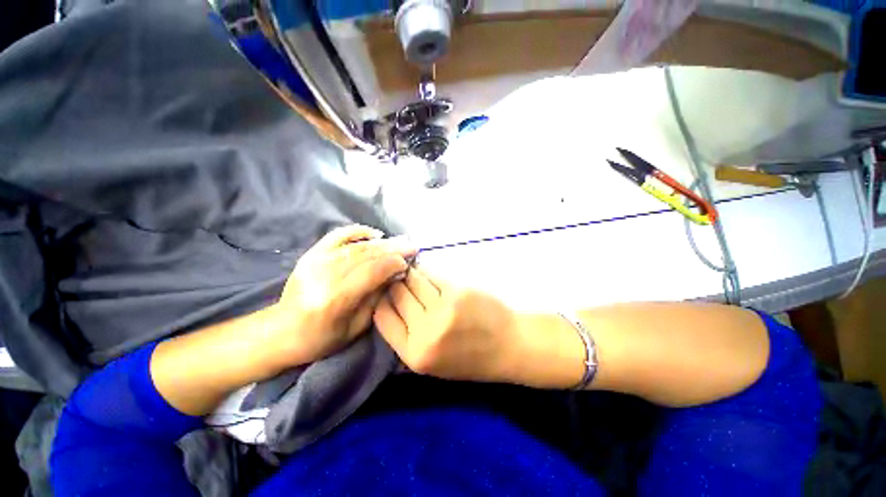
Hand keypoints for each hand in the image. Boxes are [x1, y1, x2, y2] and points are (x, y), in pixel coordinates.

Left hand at [270, 225, 414, 366]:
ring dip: (382, 242)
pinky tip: (374, 233)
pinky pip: (338, 235)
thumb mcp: (357, 326)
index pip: (373, 270)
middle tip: (411, 246)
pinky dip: (358, 231)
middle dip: (393, 248)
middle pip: (367, 254)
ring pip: (357, 245)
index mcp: (337, 298)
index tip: (408, 262)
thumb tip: (395, 274)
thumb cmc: (322, 337)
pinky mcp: (311, 254)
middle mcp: (326, 274)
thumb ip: (377, 296)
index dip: (394, 263)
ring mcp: (316, 261)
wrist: (282, 332)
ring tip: (400, 241)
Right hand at [372, 266, 520, 382]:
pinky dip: (428, 271)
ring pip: (414, 280)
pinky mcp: (457, 292)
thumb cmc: (471, 357)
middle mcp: (425, 333)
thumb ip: (407, 336)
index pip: (382, 316)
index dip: (382, 300)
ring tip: (412, 271)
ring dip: (412, 274)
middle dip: (396, 283)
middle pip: (397, 294)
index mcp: (414, 354)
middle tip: (398, 276)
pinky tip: (428, 270)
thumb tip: (389, 302)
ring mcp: (442, 310)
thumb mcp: (432, 361)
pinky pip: (433, 275)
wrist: (509, 346)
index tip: (386, 291)